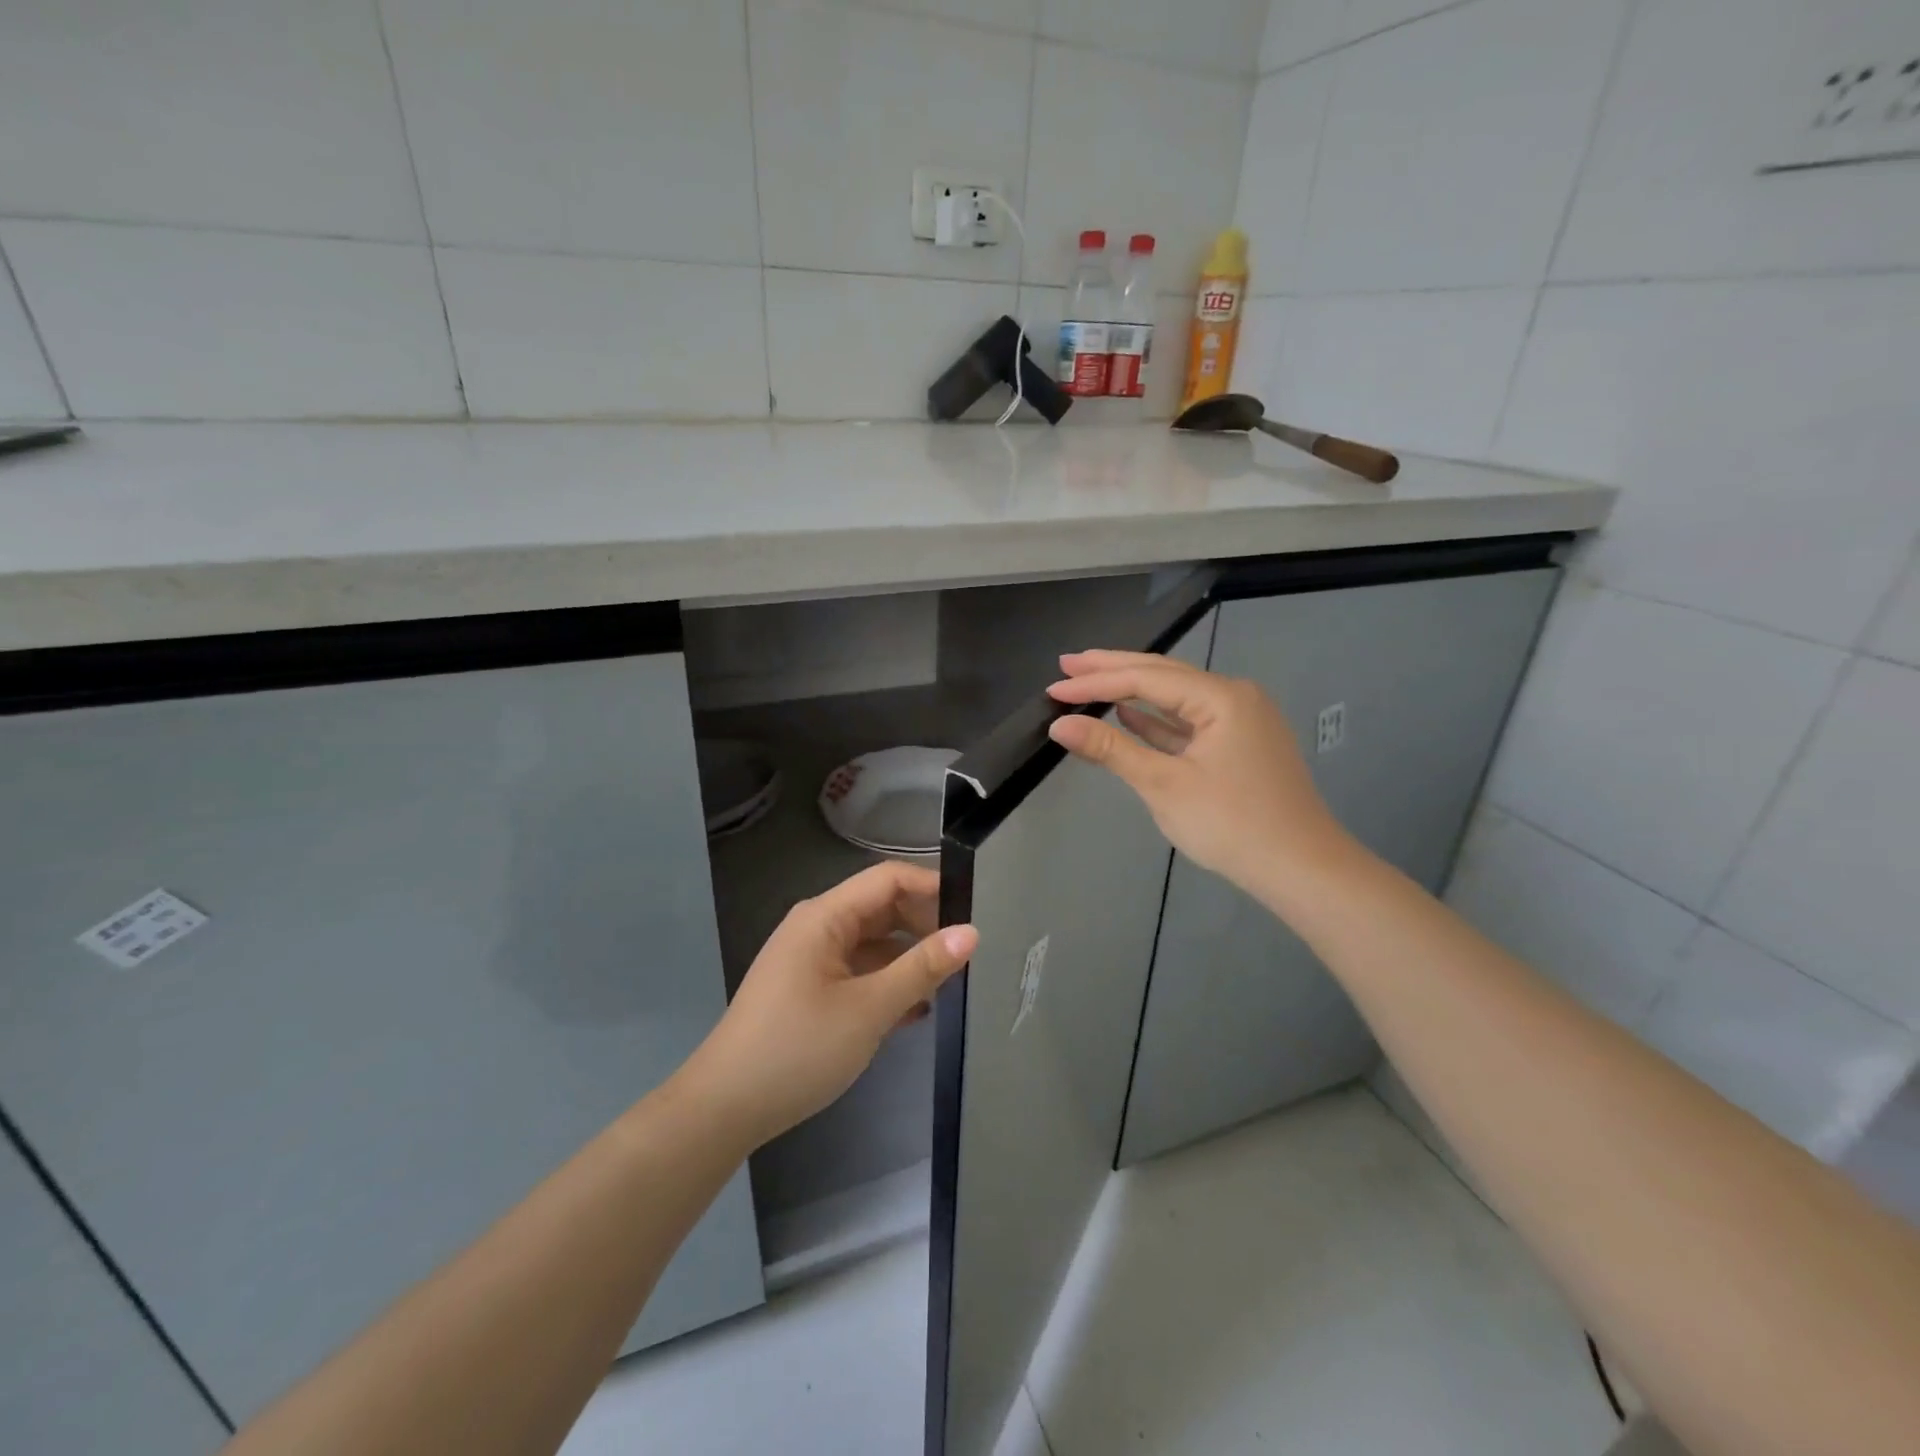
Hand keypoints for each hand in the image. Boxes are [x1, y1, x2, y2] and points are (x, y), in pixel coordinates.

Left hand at [678, 863, 976, 1150]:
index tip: (973, 912)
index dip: (932, 887)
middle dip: (924, 925)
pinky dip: (886, 983)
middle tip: (967, 953)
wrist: (724, 1108)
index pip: (888, 879)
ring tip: (949, 983)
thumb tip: (971, 932)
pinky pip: (857, 971)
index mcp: (825, 916)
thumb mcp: (870, 1009)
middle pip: (881, 909)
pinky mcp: (808, 989)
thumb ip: (922, 968)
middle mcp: (817, 927)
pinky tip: (914, 1011)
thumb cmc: (798, 1048)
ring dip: (908, 959)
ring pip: (872, 943)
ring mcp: (810, 959)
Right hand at [1045, 649, 1351, 900]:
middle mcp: (1234, 697)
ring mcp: (1240, 721)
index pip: (1146, 679)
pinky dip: (1157, 720)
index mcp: (1221, 697)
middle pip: (1163, 675)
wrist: (1301, 869)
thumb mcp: (1164, 785)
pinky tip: (1128, 715)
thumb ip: (1111, 749)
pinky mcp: (1239, 746)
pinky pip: (1189, 722)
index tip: (1054, 687)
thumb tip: (1061, 725)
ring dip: (1132, 692)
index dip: (1096, 681)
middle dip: (1112, 669)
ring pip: (1176, 698)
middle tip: (1066, 663)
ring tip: (1089, 681)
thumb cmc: (1231, 824)